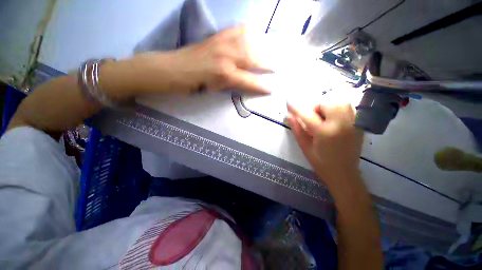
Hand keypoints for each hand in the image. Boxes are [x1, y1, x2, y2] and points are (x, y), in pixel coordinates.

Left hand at [132, 26, 270, 94]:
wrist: (174, 69)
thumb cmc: (193, 85)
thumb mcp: (214, 90)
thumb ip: (231, 85)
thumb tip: (244, 82)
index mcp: (225, 74)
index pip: (249, 81)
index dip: (261, 86)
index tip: (271, 88)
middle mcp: (227, 56)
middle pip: (253, 58)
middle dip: (266, 63)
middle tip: (276, 66)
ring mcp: (222, 43)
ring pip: (248, 42)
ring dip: (260, 47)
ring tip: (268, 51)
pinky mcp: (216, 36)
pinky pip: (235, 30)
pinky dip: (246, 32)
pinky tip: (252, 34)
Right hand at [286, 102, 363, 187]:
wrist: (344, 174)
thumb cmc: (321, 162)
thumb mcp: (305, 147)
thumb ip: (297, 129)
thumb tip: (289, 116)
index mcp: (324, 132)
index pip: (307, 114)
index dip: (296, 107)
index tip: (288, 102)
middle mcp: (340, 124)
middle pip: (327, 102)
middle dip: (315, 106)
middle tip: (311, 117)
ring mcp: (352, 123)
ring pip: (340, 102)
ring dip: (327, 106)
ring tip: (323, 117)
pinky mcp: (358, 124)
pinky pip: (348, 107)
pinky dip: (338, 108)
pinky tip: (333, 118)